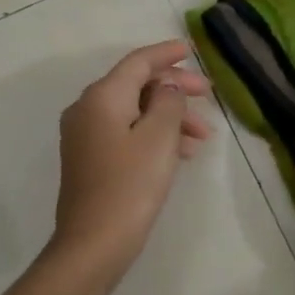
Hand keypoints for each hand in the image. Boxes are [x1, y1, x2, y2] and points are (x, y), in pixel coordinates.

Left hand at [54, 41, 213, 258]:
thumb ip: (168, 101)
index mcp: (102, 97)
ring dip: (169, 116)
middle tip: (208, 95)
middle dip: (174, 88)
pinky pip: (127, 132)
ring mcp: (85, 136)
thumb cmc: (131, 184)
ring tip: (202, 136)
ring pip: (134, 111)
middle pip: (136, 85)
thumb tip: (166, 87)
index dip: (166, 53)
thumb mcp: (160, 136)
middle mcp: (87, 109)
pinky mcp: (90, 159)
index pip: (138, 62)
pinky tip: (180, 152)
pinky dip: (154, 134)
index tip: (191, 50)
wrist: (94, 244)